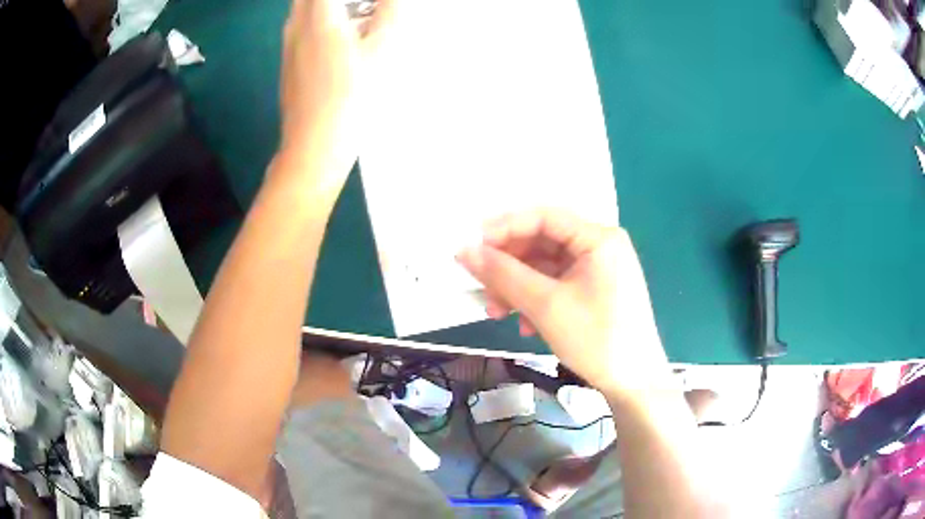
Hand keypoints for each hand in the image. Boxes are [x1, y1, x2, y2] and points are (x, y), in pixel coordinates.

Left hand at [276, 0, 394, 190]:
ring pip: (304, 9)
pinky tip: (344, 40)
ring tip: (360, 17)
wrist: (315, 145)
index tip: (373, 4)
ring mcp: (289, 45)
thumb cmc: (350, 96)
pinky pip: (302, 27)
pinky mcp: (289, 62)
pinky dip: (322, 21)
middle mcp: (297, 25)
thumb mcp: (381, 50)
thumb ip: (390, 12)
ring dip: (330, 6)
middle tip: (366, 8)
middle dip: (339, 0)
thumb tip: (392, 0)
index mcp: (320, 16)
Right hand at [457, 209, 669, 399]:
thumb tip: (464, 251)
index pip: (544, 217)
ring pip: (546, 267)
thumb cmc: (596, 338)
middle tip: (481, 285)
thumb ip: (503, 274)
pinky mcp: (595, 292)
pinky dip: (536, 299)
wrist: (634, 383)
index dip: (505, 227)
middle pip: (543, 242)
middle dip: (509, 265)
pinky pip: (557, 285)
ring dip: (518, 287)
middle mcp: (600, 247)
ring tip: (496, 311)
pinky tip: (523, 325)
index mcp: (598, 238)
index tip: (473, 246)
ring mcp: (599, 270)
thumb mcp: (545, 305)